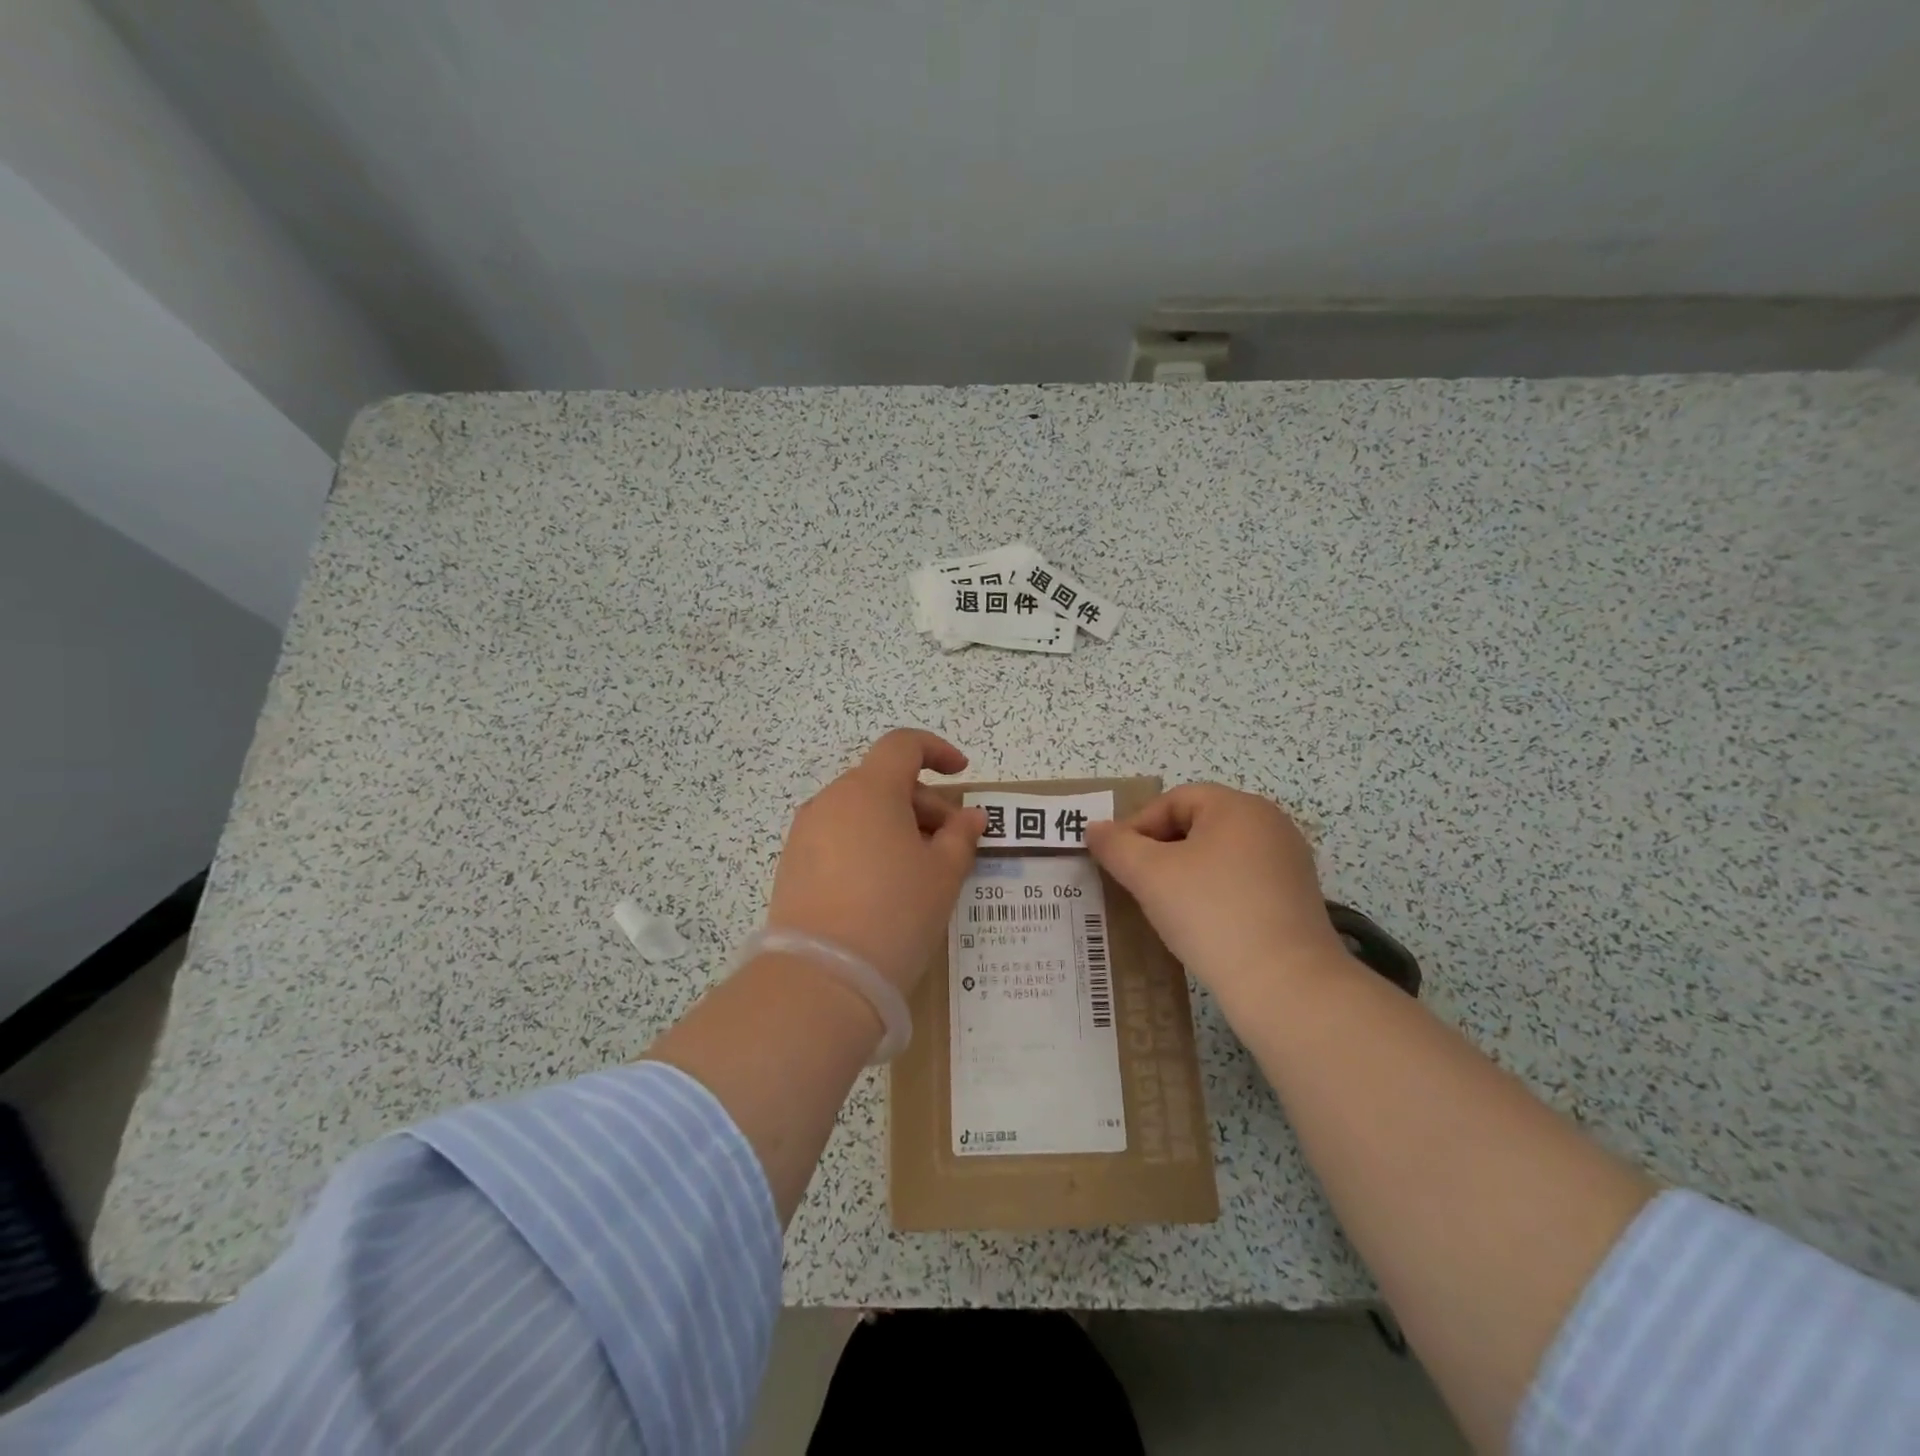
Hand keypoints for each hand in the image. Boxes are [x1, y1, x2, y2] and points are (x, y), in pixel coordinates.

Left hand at [766, 729, 986, 991]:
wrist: (822, 978)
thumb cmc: (895, 912)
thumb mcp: (943, 874)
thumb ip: (961, 836)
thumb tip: (970, 816)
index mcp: (869, 790)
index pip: (903, 745)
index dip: (936, 751)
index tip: (961, 773)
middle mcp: (831, 800)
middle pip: (883, 781)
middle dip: (923, 801)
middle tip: (951, 842)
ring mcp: (806, 832)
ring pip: (860, 811)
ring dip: (895, 825)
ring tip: (919, 869)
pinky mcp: (792, 864)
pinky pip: (838, 837)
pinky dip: (867, 845)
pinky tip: (883, 887)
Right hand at [1086, 784, 1348, 1014]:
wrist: (1285, 984)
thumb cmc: (1211, 913)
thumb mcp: (1150, 875)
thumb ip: (1116, 846)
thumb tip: (1095, 829)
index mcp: (1238, 807)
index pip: (1174, 800)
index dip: (1138, 825)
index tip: (1117, 861)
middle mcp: (1270, 824)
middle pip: (1198, 824)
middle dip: (1160, 850)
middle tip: (1135, 882)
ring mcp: (1288, 863)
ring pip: (1219, 856)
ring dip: (1185, 874)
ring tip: (1162, 906)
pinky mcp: (1295, 899)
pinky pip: (1241, 882)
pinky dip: (1214, 894)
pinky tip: (1200, 924)